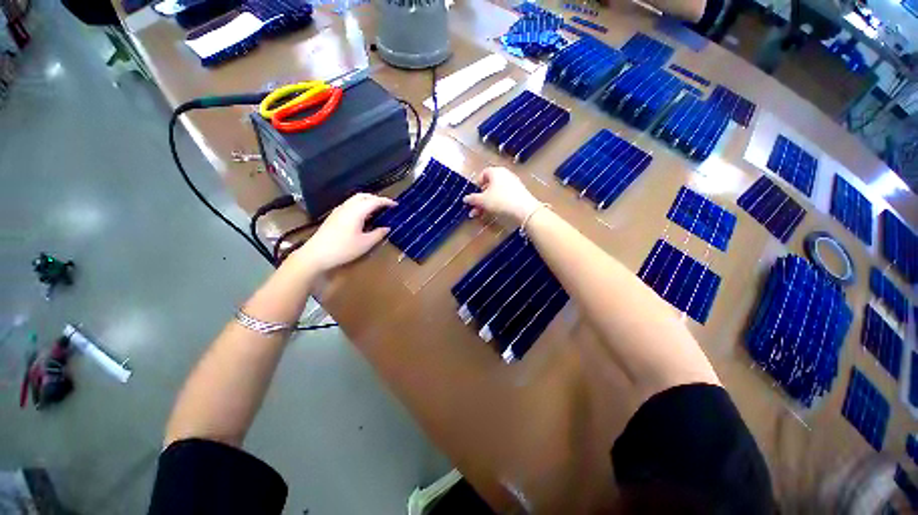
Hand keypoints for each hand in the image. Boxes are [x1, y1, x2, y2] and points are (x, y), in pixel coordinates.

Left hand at [293, 193, 395, 271]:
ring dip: (368, 202)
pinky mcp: (334, 216)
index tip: (396, 205)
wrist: (316, 254)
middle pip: (364, 196)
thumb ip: (378, 233)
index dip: (386, 202)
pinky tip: (364, 217)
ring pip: (355, 200)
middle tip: (387, 206)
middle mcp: (347, 207)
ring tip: (377, 211)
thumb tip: (387, 227)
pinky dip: (361, 206)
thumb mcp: (365, 243)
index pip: (374, 201)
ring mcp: (339, 211)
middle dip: (377, 199)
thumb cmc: (344, 249)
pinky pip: (350, 205)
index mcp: (357, 211)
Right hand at [464, 167, 540, 222]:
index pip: (483, 173)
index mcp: (496, 172)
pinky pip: (504, 196)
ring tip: (480, 214)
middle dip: (480, 198)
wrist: (524, 210)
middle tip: (474, 209)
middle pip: (489, 185)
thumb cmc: (500, 201)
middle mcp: (505, 175)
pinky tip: (493, 213)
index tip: (474, 195)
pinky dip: (497, 203)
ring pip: (495, 193)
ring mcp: (513, 184)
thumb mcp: (483, 201)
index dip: (477, 184)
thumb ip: (472, 199)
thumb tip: (465, 198)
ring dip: (486, 203)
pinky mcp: (518, 193)